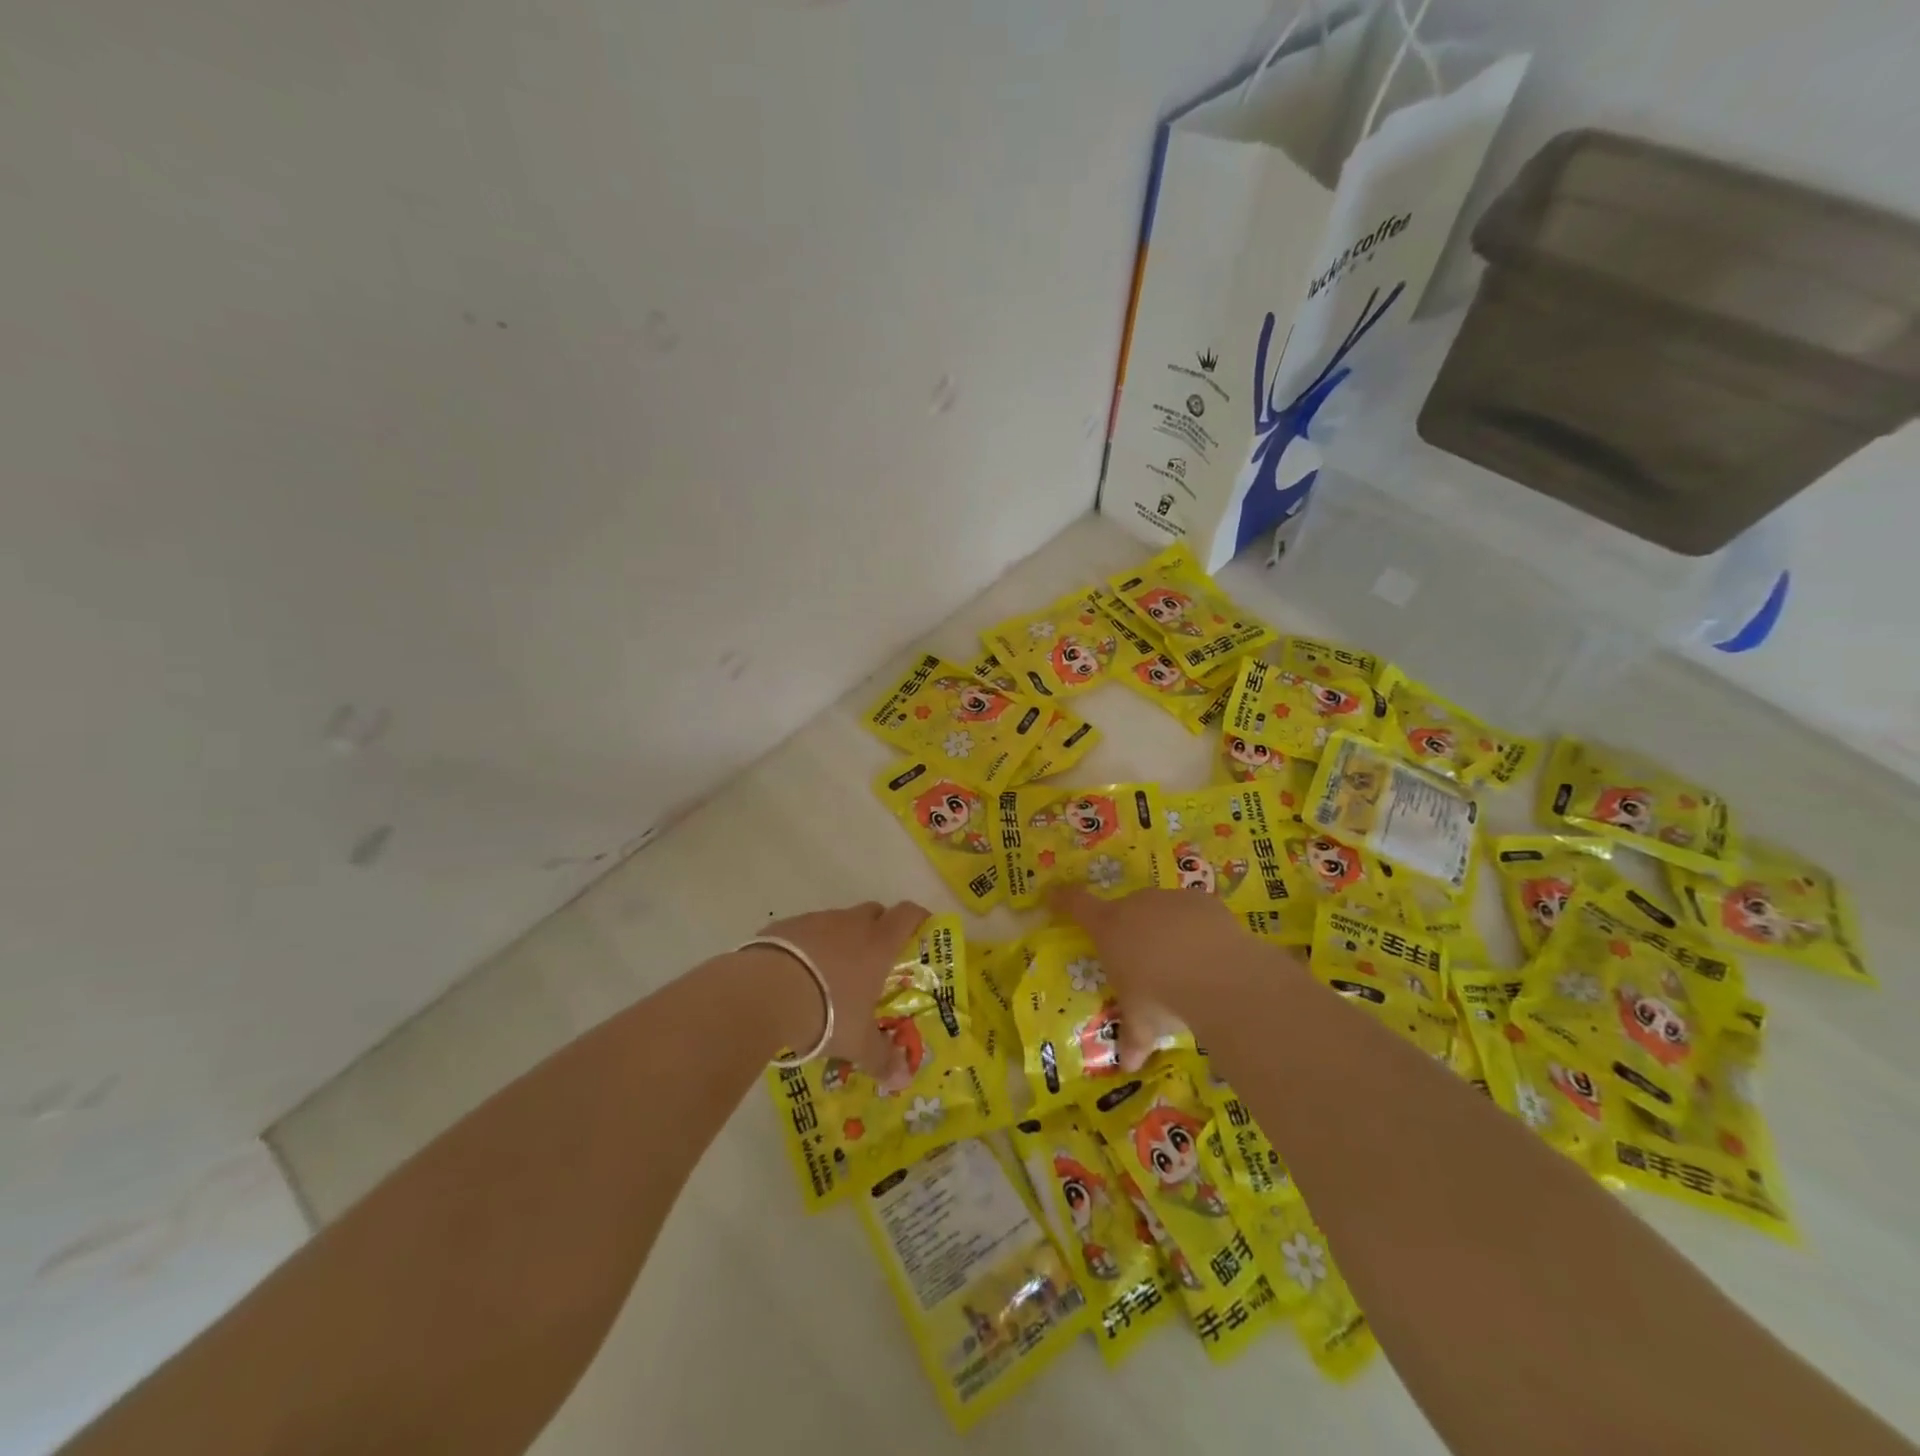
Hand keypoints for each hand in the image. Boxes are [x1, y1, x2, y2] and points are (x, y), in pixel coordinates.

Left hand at [749, 900, 930, 1079]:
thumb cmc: (827, 1012)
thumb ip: (881, 1058)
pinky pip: (804, 931)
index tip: (920, 926)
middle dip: (878, 927)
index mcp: (878, 944)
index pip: (907, 915)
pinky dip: (806, 946)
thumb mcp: (857, 1043)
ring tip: (830, 973)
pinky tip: (795, 973)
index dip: (917, 917)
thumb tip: (903, 1080)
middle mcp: (850, 924)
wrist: (765, 993)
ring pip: (837, 921)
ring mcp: (816, 921)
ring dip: (840, 938)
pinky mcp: (785, 926)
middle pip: (873, 911)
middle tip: (874, 959)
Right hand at [1050, 886, 1264, 1069]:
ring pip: (1160, 910)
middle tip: (1144, 960)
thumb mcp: (1143, 1023)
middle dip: (1131, 930)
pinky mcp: (1202, 901)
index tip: (1054, 896)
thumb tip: (1129, 1066)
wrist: (1217, 977)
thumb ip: (1133, 1039)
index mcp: (1109, 928)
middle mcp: (1135, 906)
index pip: (1076, 905)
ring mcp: (1170, 899)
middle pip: (1124, 910)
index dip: (1063, 899)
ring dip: (1165, 928)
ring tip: (1183, 961)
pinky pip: (1193, 911)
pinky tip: (1210, 953)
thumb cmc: (1162, 998)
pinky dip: (1196, 927)